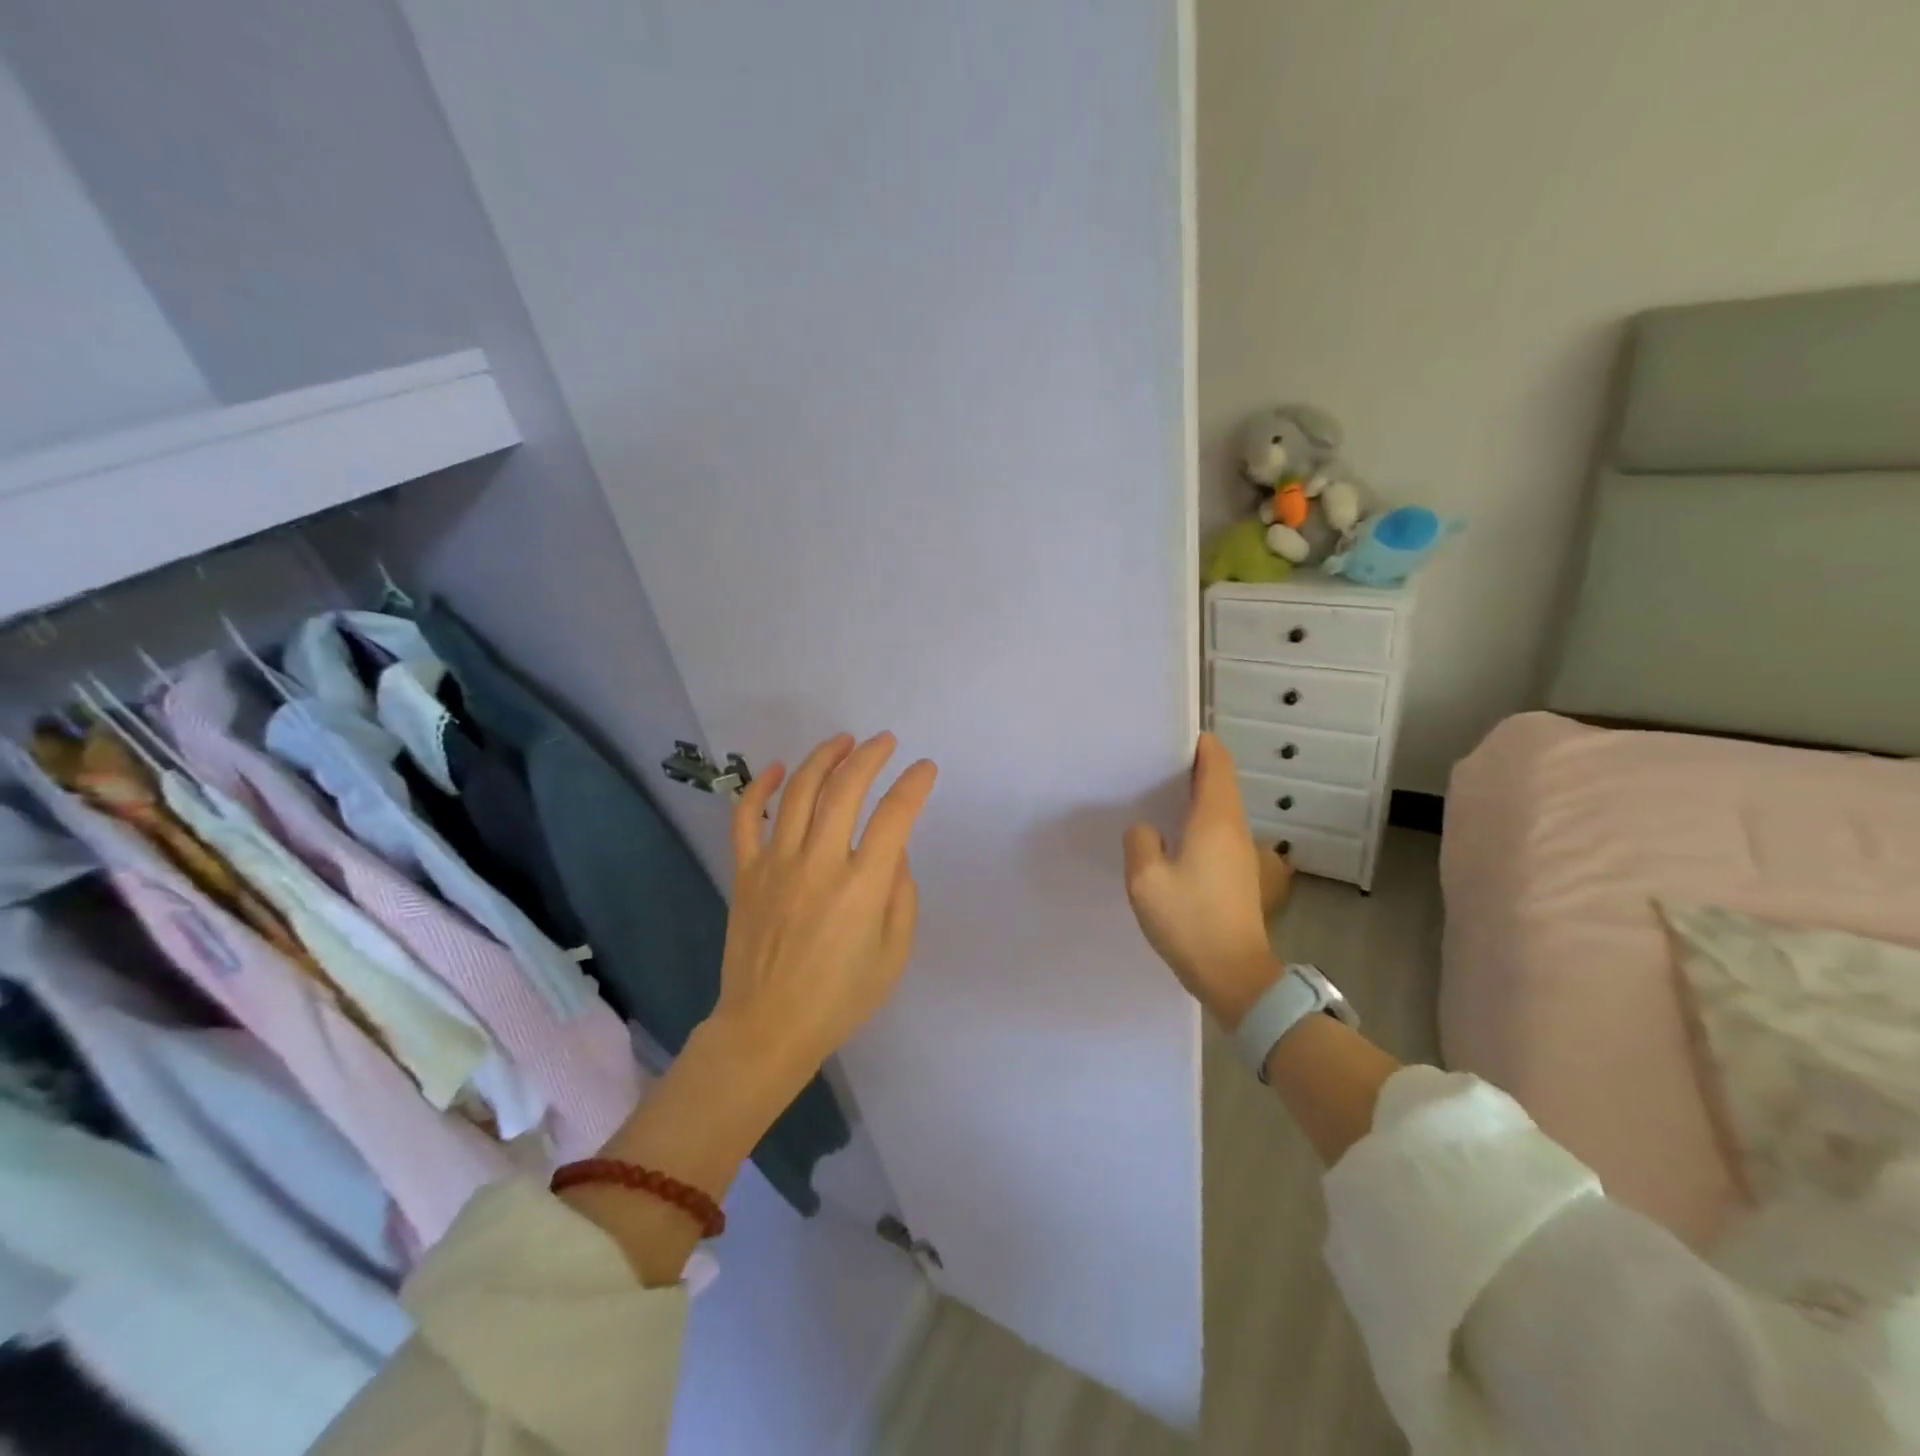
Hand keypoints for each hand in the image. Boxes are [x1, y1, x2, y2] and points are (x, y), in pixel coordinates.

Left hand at [710, 732, 937, 1083]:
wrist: (767, 1027)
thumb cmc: (839, 998)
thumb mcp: (893, 954)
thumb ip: (901, 895)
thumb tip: (893, 850)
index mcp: (862, 886)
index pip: (894, 816)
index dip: (914, 785)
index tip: (925, 768)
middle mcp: (819, 863)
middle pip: (845, 789)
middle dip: (870, 756)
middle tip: (885, 741)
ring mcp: (776, 864)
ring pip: (798, 792)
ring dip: (823, 758)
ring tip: (843, 741)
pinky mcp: (746, 872)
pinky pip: (745, 818)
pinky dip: (759, 787)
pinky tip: (775, 769)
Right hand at [1123, 733, 1281, 1028]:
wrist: (1235, 976)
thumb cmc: (1190, 922)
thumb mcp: (1146, 881)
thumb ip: (1140, 843)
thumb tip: (1147, 830)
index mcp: (1215, 820)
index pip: (1216, 763)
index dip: (1198, 744)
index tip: (1170, 737)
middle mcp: (1234, 828)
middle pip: (1220, 781)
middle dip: (1190, 767)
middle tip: (1150, 764)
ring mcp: (1241, 852)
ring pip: (1220, 807)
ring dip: (1194, 795)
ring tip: (1155, 796)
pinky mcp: (1239, 874)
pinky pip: (1218, 831)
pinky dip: (1198, 820)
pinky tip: (1170, 837)